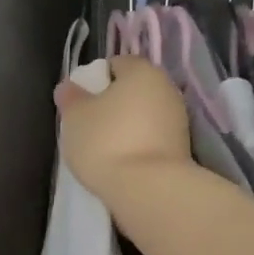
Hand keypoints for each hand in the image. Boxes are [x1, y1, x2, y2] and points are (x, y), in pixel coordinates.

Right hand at [55, 56, 191, 198]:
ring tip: (105, 148)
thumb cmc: (106, 141)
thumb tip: (69, 87)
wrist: (149, 190)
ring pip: (145, 115)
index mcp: (142, 71)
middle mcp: (166, 89)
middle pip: (133, 90)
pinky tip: (123, 161)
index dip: (95, 80)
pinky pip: (153, 138)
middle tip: (90, 124)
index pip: (116, 64)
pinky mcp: (183, 149)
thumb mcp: (75, 117)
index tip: (82, 102)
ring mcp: (179, 120)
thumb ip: (71, 97)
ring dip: (128, 125)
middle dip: (113, 103)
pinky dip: (139, 144)